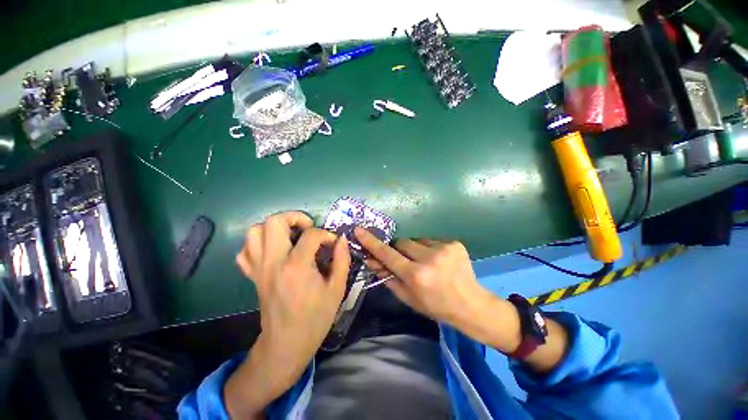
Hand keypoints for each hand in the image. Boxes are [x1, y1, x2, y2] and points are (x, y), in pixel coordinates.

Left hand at [226, 211, 349, 418]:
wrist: (286, 344)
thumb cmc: (315, 317)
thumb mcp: (337, 289)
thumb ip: (342, 260)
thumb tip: (342, 239)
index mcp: (297, 267)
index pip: (311, 235)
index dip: (326, 234)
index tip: (333, 243)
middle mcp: (273, 262)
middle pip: (274, 222)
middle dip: (295, 218)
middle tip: (308, 228)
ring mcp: (259, 268)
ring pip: (254, 231)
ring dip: (274, 228)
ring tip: (291, 236)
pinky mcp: (252, 275)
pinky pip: (245, 250)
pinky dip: (259, 243)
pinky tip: (274, 250)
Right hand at [355, 227, 568, 371]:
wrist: (471, 305)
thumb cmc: (435, 306)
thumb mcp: (408, 297)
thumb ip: (388, 277)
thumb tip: (371, 261)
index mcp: (416, 276)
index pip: (388, 255)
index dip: (371, 243)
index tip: (359, 231)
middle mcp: (429, 259)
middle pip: (403, 243)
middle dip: (401, 250)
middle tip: (407, 262)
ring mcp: (444, 248)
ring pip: (417, 241)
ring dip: (417, 250)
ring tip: (428, 264)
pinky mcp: (454, 243)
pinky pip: (432, 241)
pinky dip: (430, 249)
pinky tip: (440, 262)